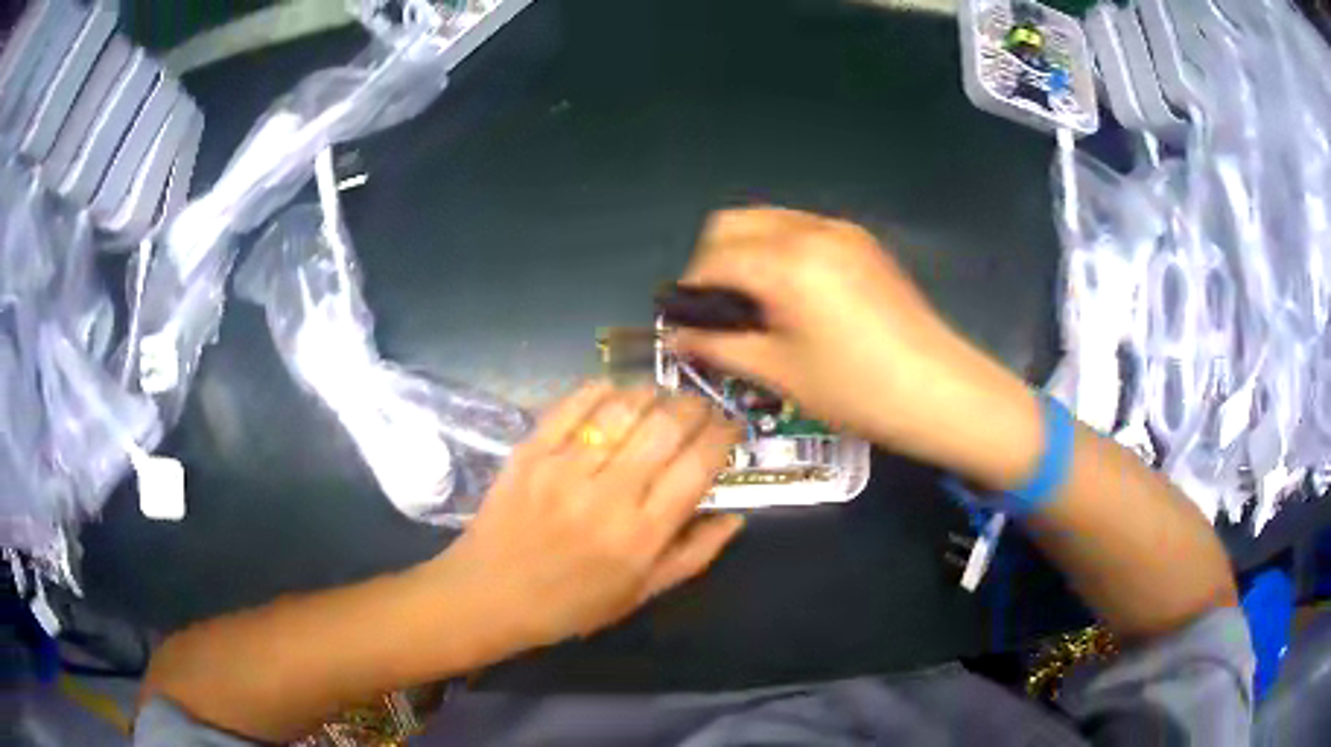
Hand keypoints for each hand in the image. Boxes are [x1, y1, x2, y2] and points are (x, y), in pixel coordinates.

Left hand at [436, 382, 744, 650]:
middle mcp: (608, 496)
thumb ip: (693, 555)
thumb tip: (736, 517)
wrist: (489, 596)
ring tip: (662, 396)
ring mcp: (564, 469)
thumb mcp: (641, 594)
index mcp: (641, 536)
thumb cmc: (571, 604)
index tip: (731, 426)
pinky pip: (573, 405)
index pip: (697, 467)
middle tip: (702, 406)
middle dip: (695, 406)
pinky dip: (601, 389)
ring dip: (652, 393)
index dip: (723, 436)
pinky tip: (615, 391)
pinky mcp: (529, 452)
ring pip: (623, 408)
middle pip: (665, 427)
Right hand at [673, 207, 1041, 489]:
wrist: (938, 390)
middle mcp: (810, 230)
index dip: (691, 290)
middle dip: (714, 261)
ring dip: (747, 252)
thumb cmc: (856, 389)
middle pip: (733, 222)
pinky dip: (780, 251)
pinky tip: (794, 296)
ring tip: (757, 305)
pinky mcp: (862, 242)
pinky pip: (801, 230)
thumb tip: (675, 338)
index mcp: (786, 262)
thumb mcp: (779, 372)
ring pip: (768, 221)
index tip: (690, 323)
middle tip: (722, 311)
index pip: (713, 257)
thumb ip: (718, 347)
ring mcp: (841, 231)